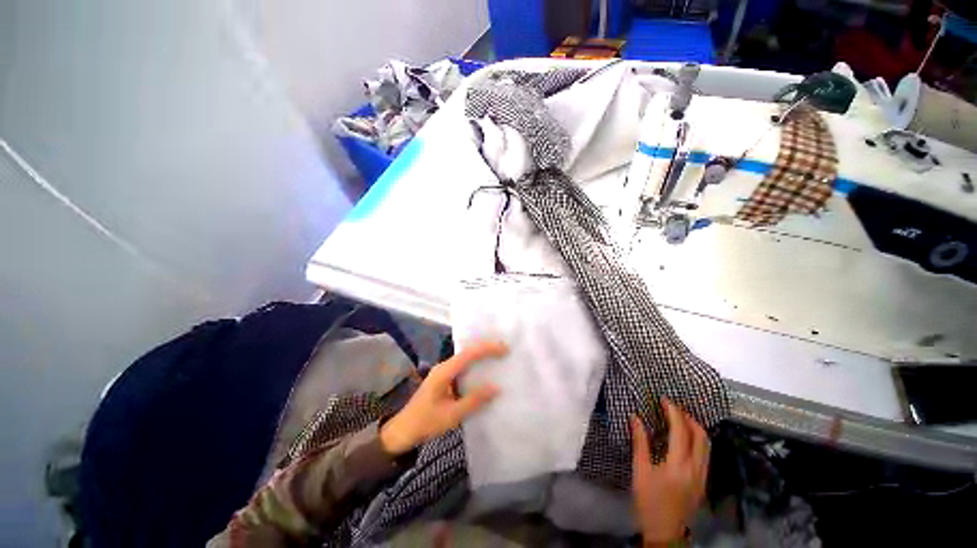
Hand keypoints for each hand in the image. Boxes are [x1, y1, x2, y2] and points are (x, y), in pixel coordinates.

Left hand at [379, 341, 505, 455]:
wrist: (402, 431)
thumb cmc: (426, 423)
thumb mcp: (451, 415)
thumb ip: (474, 400)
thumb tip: (496, 387)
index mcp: (444, 372)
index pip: (469, 354)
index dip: (487, 349)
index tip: (504, 348)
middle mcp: (444, 367)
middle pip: (467, 351)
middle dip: (486, 348)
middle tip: (505, 349)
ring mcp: (443, 372)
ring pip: (465, 358)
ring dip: (481, 354)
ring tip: (498, 355)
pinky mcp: (444, 379)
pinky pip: (463, 366)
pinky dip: (475, 364)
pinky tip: (484, 370)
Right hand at [630, 399, 708, 546]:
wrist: (664, 531)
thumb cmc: (648, 500)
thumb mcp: (640, 470)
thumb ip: (640, 442)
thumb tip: (635, 417)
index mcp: (679, 465)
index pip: (681, 431)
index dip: (674, 412)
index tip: (664, 399)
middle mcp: (696, 468)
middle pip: (701, 435)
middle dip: (688, 417)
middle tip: (672, 407)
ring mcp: (703, 476)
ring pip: (707, 445)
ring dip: (695, 428)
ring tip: (679, 419)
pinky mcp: (704, 482)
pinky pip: (705, 454)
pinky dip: (697, 440)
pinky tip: (684, 439)